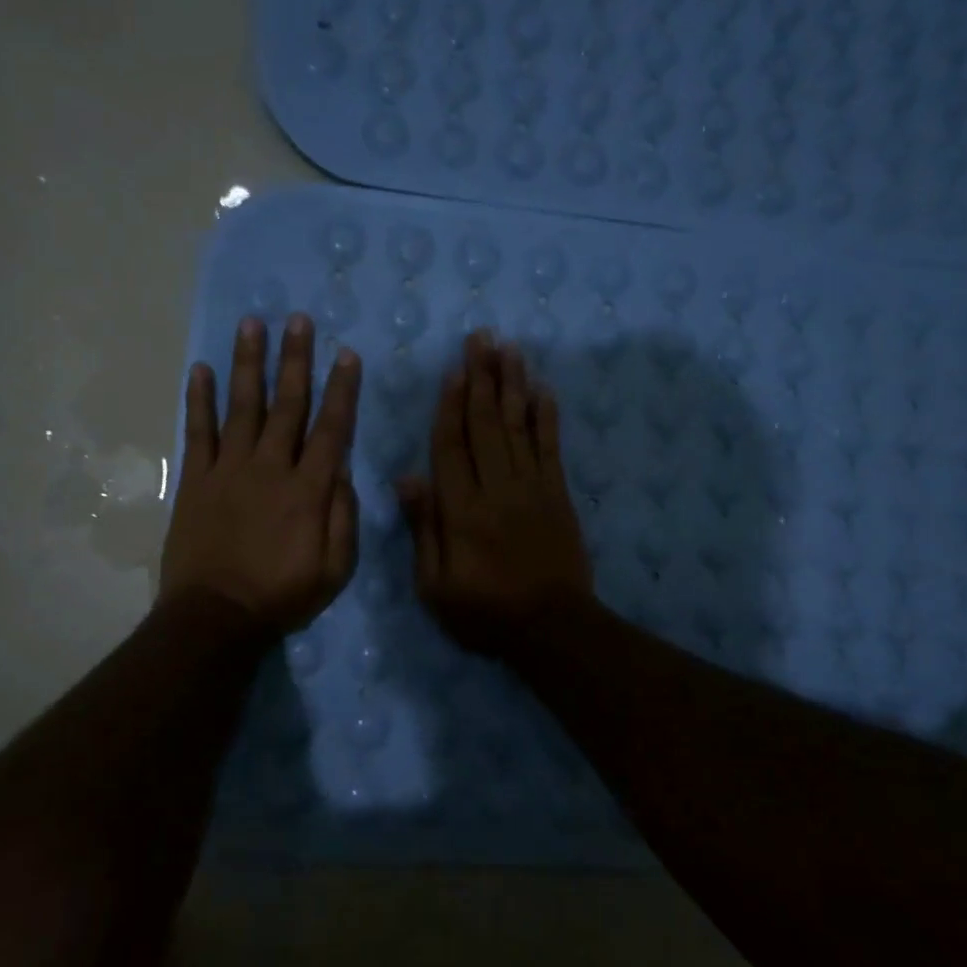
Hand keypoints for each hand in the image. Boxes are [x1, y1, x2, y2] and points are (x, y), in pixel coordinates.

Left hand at [160, 313, 361, 635]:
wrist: (216, 616)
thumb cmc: (282, 595)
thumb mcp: (335, 568)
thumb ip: (343, 516)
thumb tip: (342, 470)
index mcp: (308, 489)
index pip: (331, 429)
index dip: (341, 390)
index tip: (346, 354)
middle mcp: (270, 467)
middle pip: (287, 405)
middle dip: (295, 360)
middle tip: (298, 320)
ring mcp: (229, 470)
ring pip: (243, 407)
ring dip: (248, 364)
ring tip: (252, 325)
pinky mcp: (197, 480)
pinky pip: (198, 432)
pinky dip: (198, 399)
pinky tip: (199, 368)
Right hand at [397, 333, 593, 659]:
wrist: (551, 629)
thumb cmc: (484, 613)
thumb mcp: (435, 586)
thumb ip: (424, 529)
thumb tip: (407, 477)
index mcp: (462, 510)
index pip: (451, 446)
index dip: (450, 406)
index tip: (453, 370)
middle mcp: (497, 488)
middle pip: (486, 424)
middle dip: (482, 378)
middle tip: (481, 337)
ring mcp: (532, 488)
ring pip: (519, 426)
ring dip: (513, 384)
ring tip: (509, 348)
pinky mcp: (558, 495)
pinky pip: (551, 447)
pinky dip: (547, 417)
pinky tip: (544, 389)